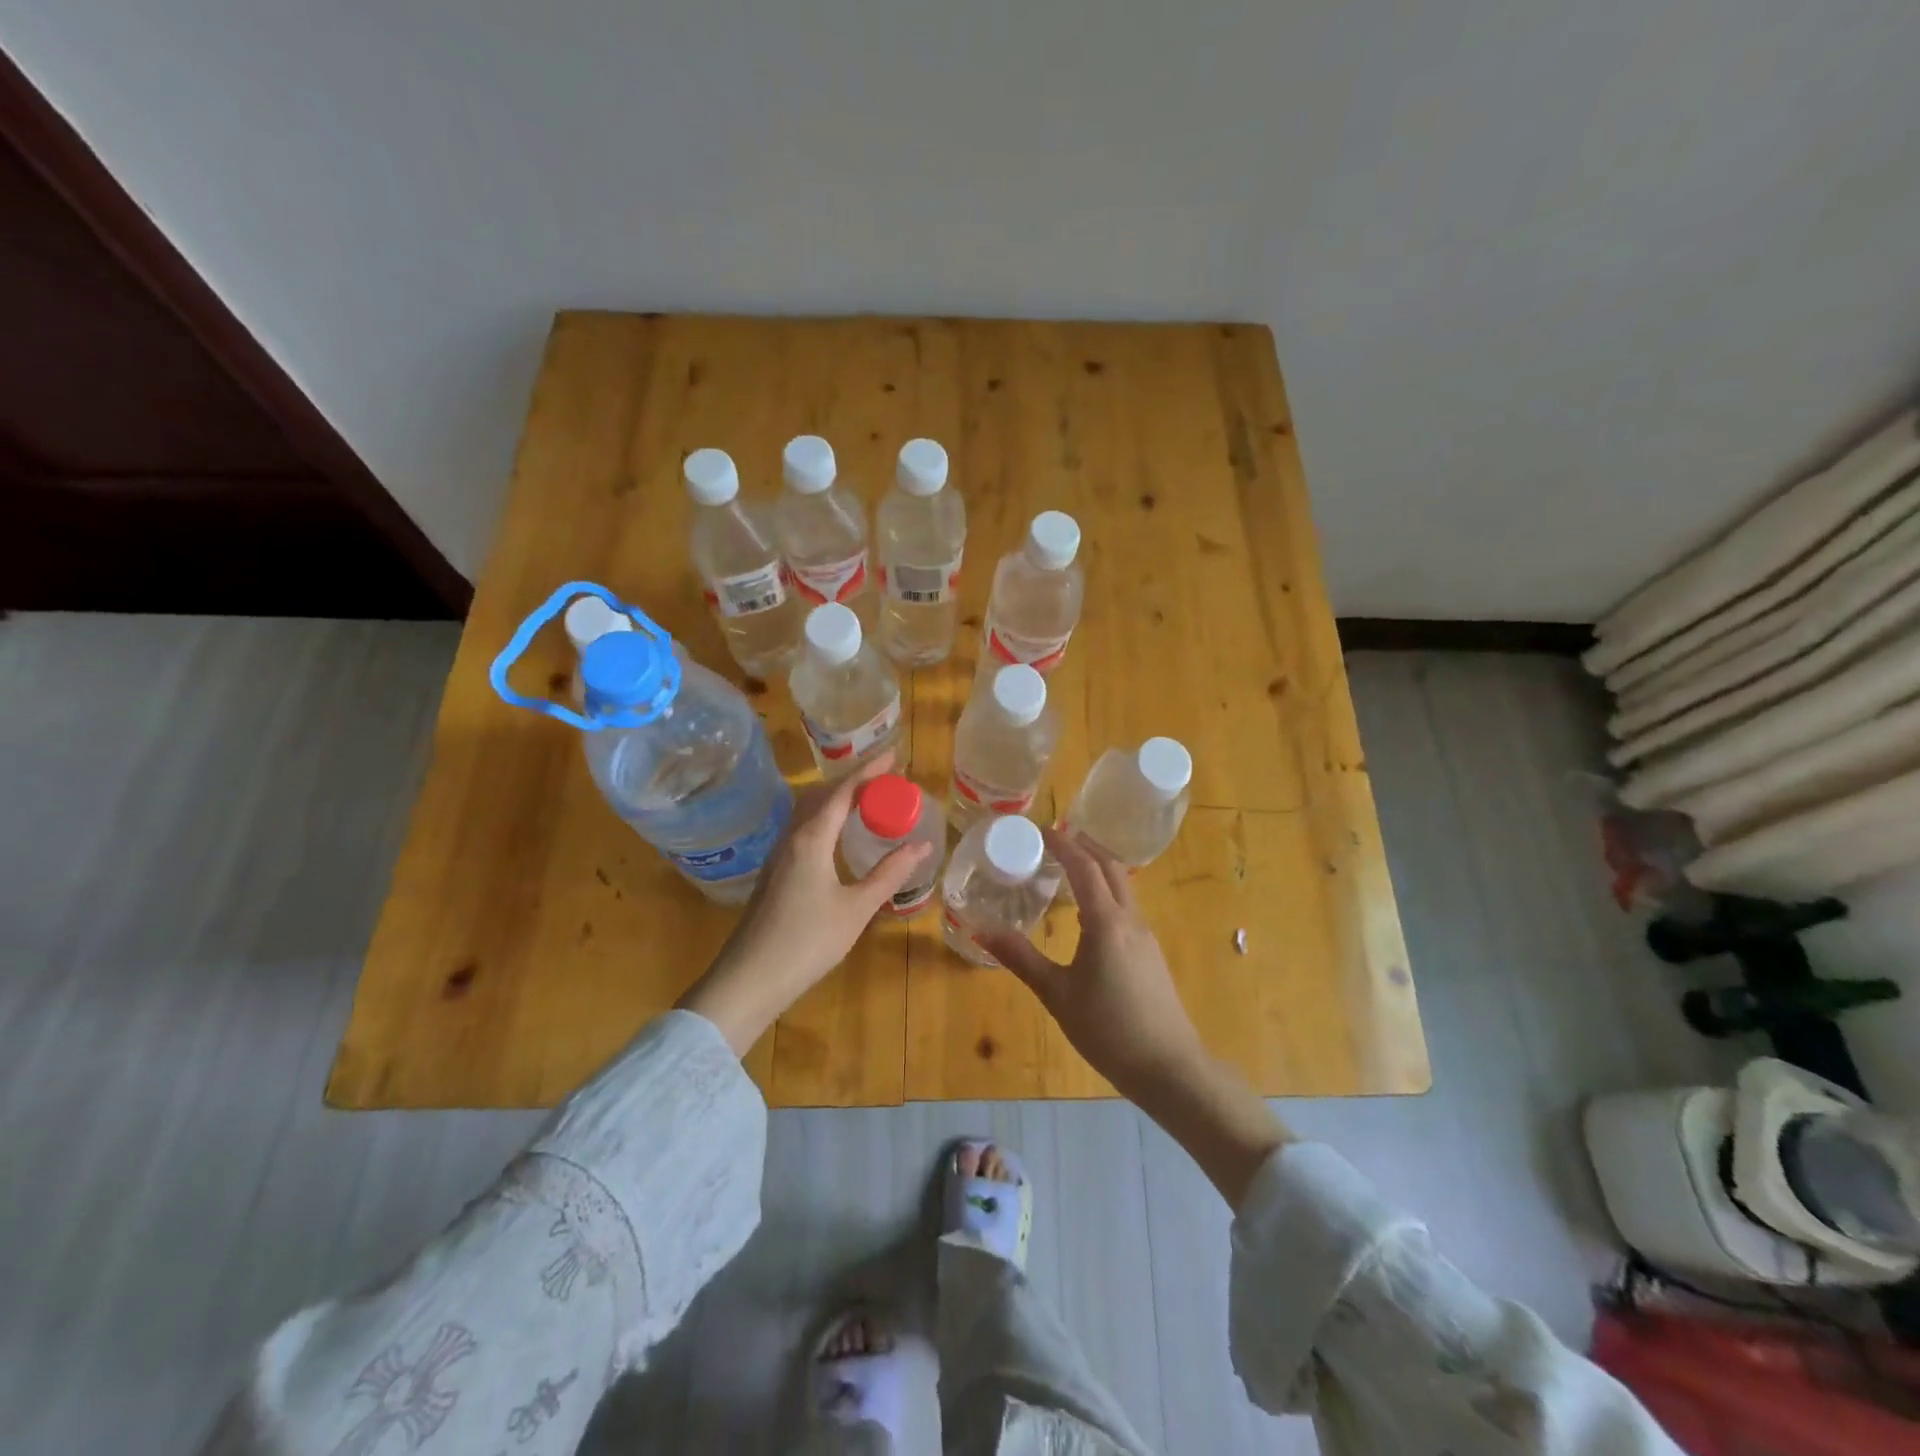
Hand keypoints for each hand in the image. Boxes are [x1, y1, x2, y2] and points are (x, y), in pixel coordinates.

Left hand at [677, 752, 931, 1054]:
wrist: (749, 978)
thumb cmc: (807, 942)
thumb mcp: (857, 908)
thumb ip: (889, 874)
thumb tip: (922, 846)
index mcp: (812, 838)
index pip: (843, 791)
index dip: (870, 771)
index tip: (894, 757)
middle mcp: (792, 837)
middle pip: (823, 794)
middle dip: (855, 781)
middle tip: (886, 780)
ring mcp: (779, 854)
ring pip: (810, 810)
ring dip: (838, 798)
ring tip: (867, 800)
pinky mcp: (775, 872)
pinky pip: (804, 827)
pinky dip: (827, 817)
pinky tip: (838, 834)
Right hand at [976, 828, 1205, 1098]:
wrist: (1168, 1068)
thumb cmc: (1107, 1029)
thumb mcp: (1057, 994)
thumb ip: (1021, 958)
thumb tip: (981, 930)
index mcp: (1106, 922)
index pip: (1084, 866)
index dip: (1063, 843)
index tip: (1040, 830)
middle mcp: (1130, 919)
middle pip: (1110, 867)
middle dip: (1083, 847)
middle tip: (1052, 842)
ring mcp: (1145, 935)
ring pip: (1123, 886)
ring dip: (1097, 869)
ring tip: (1066, 870)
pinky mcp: (1151, 952)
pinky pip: (1126, 907)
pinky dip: (1106, 893)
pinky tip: (1087, 913)